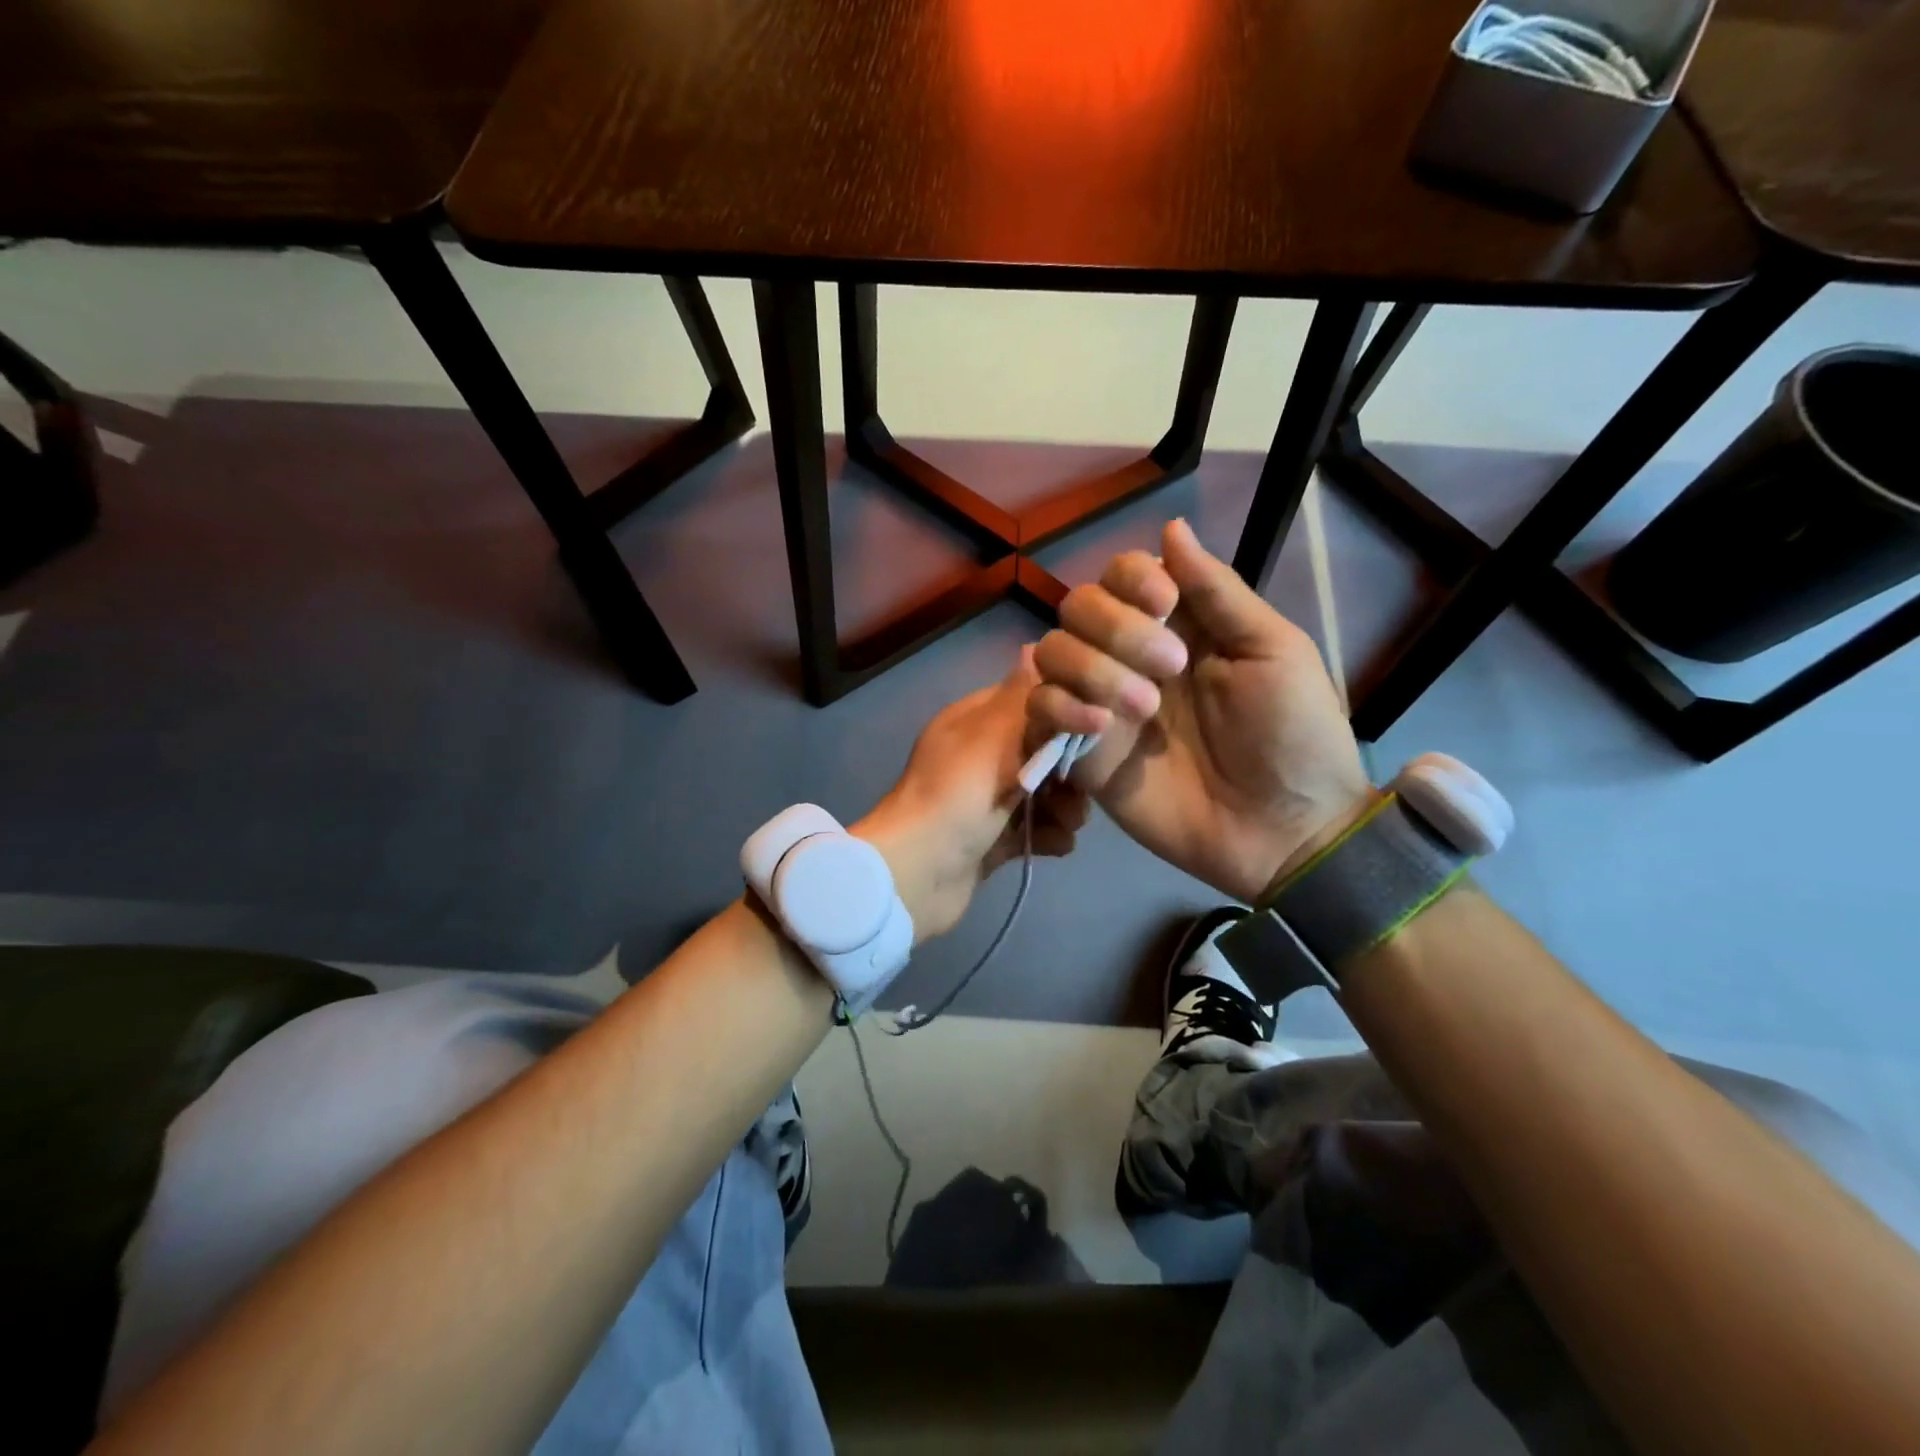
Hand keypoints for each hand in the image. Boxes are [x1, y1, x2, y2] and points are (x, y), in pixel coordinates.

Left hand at [855, 649, 1088, 939]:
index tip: (1097, 729)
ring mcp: (984, 800)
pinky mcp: (991, 840)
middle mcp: (979, 756)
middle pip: (1043, 751)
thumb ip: (1024, 697)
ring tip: (1069, 822)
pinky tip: (1055, 844)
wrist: (918, 874)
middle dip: (1069, 770)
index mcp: (974, 722)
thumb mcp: (993, 736)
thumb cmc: (958, 795)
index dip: (1065, 712)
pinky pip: (1032, 830)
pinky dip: (1047, 836)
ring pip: (1042, 793)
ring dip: (1064, 808)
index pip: (1029, 701)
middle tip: (1082, 788)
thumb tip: (1035, 646)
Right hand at [1028, 518, 1370, 902]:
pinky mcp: (1082, 752)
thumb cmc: (1294, 735)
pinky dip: (1059, 707)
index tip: (1164, 602)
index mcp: (1178, 626)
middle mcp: (1129, 657)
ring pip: (1051, 653)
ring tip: (1144, 710)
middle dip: (1116, 628)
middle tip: (1171, 669)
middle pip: (1078, 607)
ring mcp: (1102, 703)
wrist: (1284, 829)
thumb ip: (1218, 592)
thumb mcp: (1273, 651)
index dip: (1130, 578)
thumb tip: (1172, 527)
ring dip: (1091, 668)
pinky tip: (1101, 727)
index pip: (1122, 575)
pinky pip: (1039, 711)